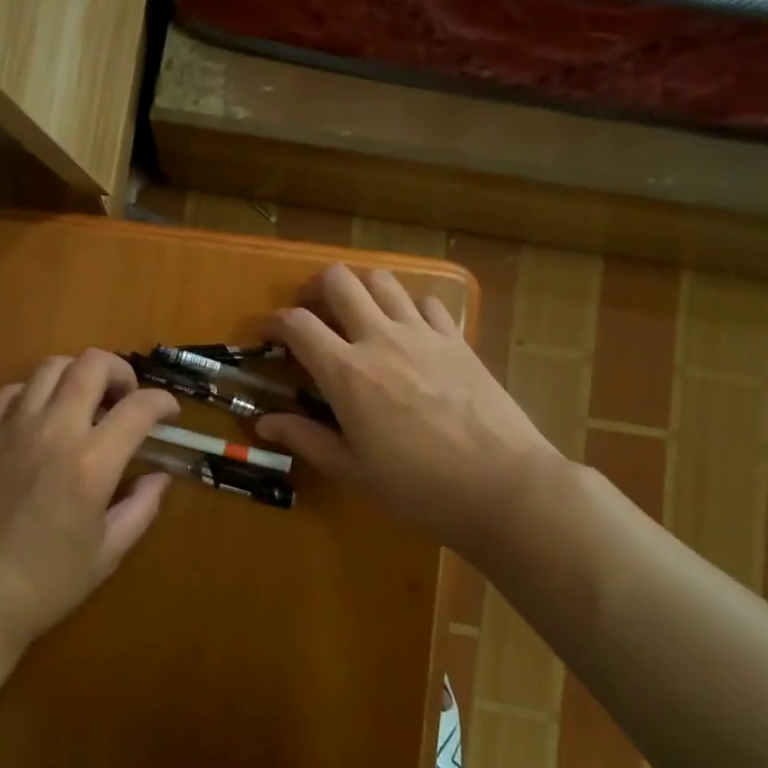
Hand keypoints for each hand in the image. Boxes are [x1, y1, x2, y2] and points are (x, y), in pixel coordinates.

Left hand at [0, 349, 179, 656]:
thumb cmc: (46, 583)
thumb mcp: (107, 553)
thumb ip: (141, 508)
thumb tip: (160, 477)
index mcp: (91, 464)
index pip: (138, 407)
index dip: (163, 403)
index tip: (170, 414)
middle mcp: (54, 431)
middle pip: (92, 364)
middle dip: (121, 371)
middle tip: (127, 399)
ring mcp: (13, 428)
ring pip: (52, 366)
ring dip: (79, 375)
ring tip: (86, 403)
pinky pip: (14, 390)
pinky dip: (37, 392)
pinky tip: (43, 417)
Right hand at [256, 265, 558, 548]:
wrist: (503, 486)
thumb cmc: (419, 487)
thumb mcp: (353, 470)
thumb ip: (306, 439)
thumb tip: (264, 423)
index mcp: (347, 373)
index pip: (297, 324)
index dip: (274, 322)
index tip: (267, 334)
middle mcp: (380, 339)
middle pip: (339, 281)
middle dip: (314, 288)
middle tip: (311, 313)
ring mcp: (423, 334)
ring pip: (382, 281)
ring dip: (360, 289)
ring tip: (356, 314)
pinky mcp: (457, 339)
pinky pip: (426, 303)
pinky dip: (406, 307)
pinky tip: (407, 331)